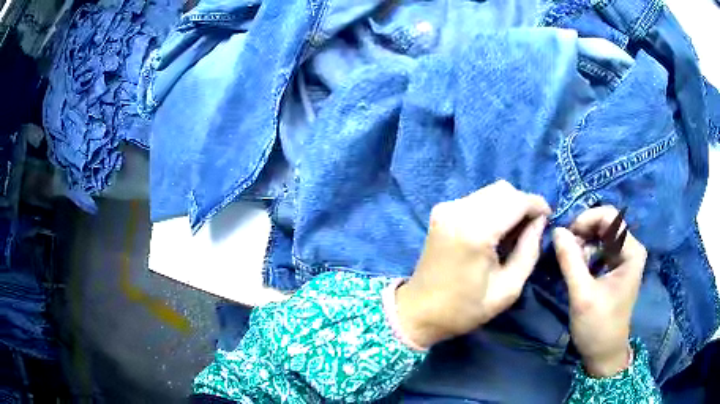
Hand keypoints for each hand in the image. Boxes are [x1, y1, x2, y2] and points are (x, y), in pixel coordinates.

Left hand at [396, 180, 550, 347]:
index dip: (537, 205)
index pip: (516, 201)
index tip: (549, 218)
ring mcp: (446, 208)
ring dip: (509, 205)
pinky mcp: (441, 211)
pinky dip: (493, 208)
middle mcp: (458, 211)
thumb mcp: (508, 289)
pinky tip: (496, 230)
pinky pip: (477, 199)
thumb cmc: (464, 309)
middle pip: (503, 190)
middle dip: (523, 204)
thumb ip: (529, 251)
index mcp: (475, 231)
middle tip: (532, 228)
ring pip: (491, 191)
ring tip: (515, 232)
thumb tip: (540, 221)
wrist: (418, 311)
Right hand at [553, 206, 646, 376]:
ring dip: (583, 243)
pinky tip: (576, 267)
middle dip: (583, 232)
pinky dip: (585, 252)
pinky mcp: (616, 267)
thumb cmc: (598, 326)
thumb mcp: (582, 295)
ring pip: (601, 235)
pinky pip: (600, 248)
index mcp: (631, 251)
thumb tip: (557, 230)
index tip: (567, 236)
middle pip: (605, 223)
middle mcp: (630, 249)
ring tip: (569, 261)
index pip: (610, 216)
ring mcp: (624, 258)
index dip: (587, 219)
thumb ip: (570, 261)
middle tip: (565, 249)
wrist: (604, 353)